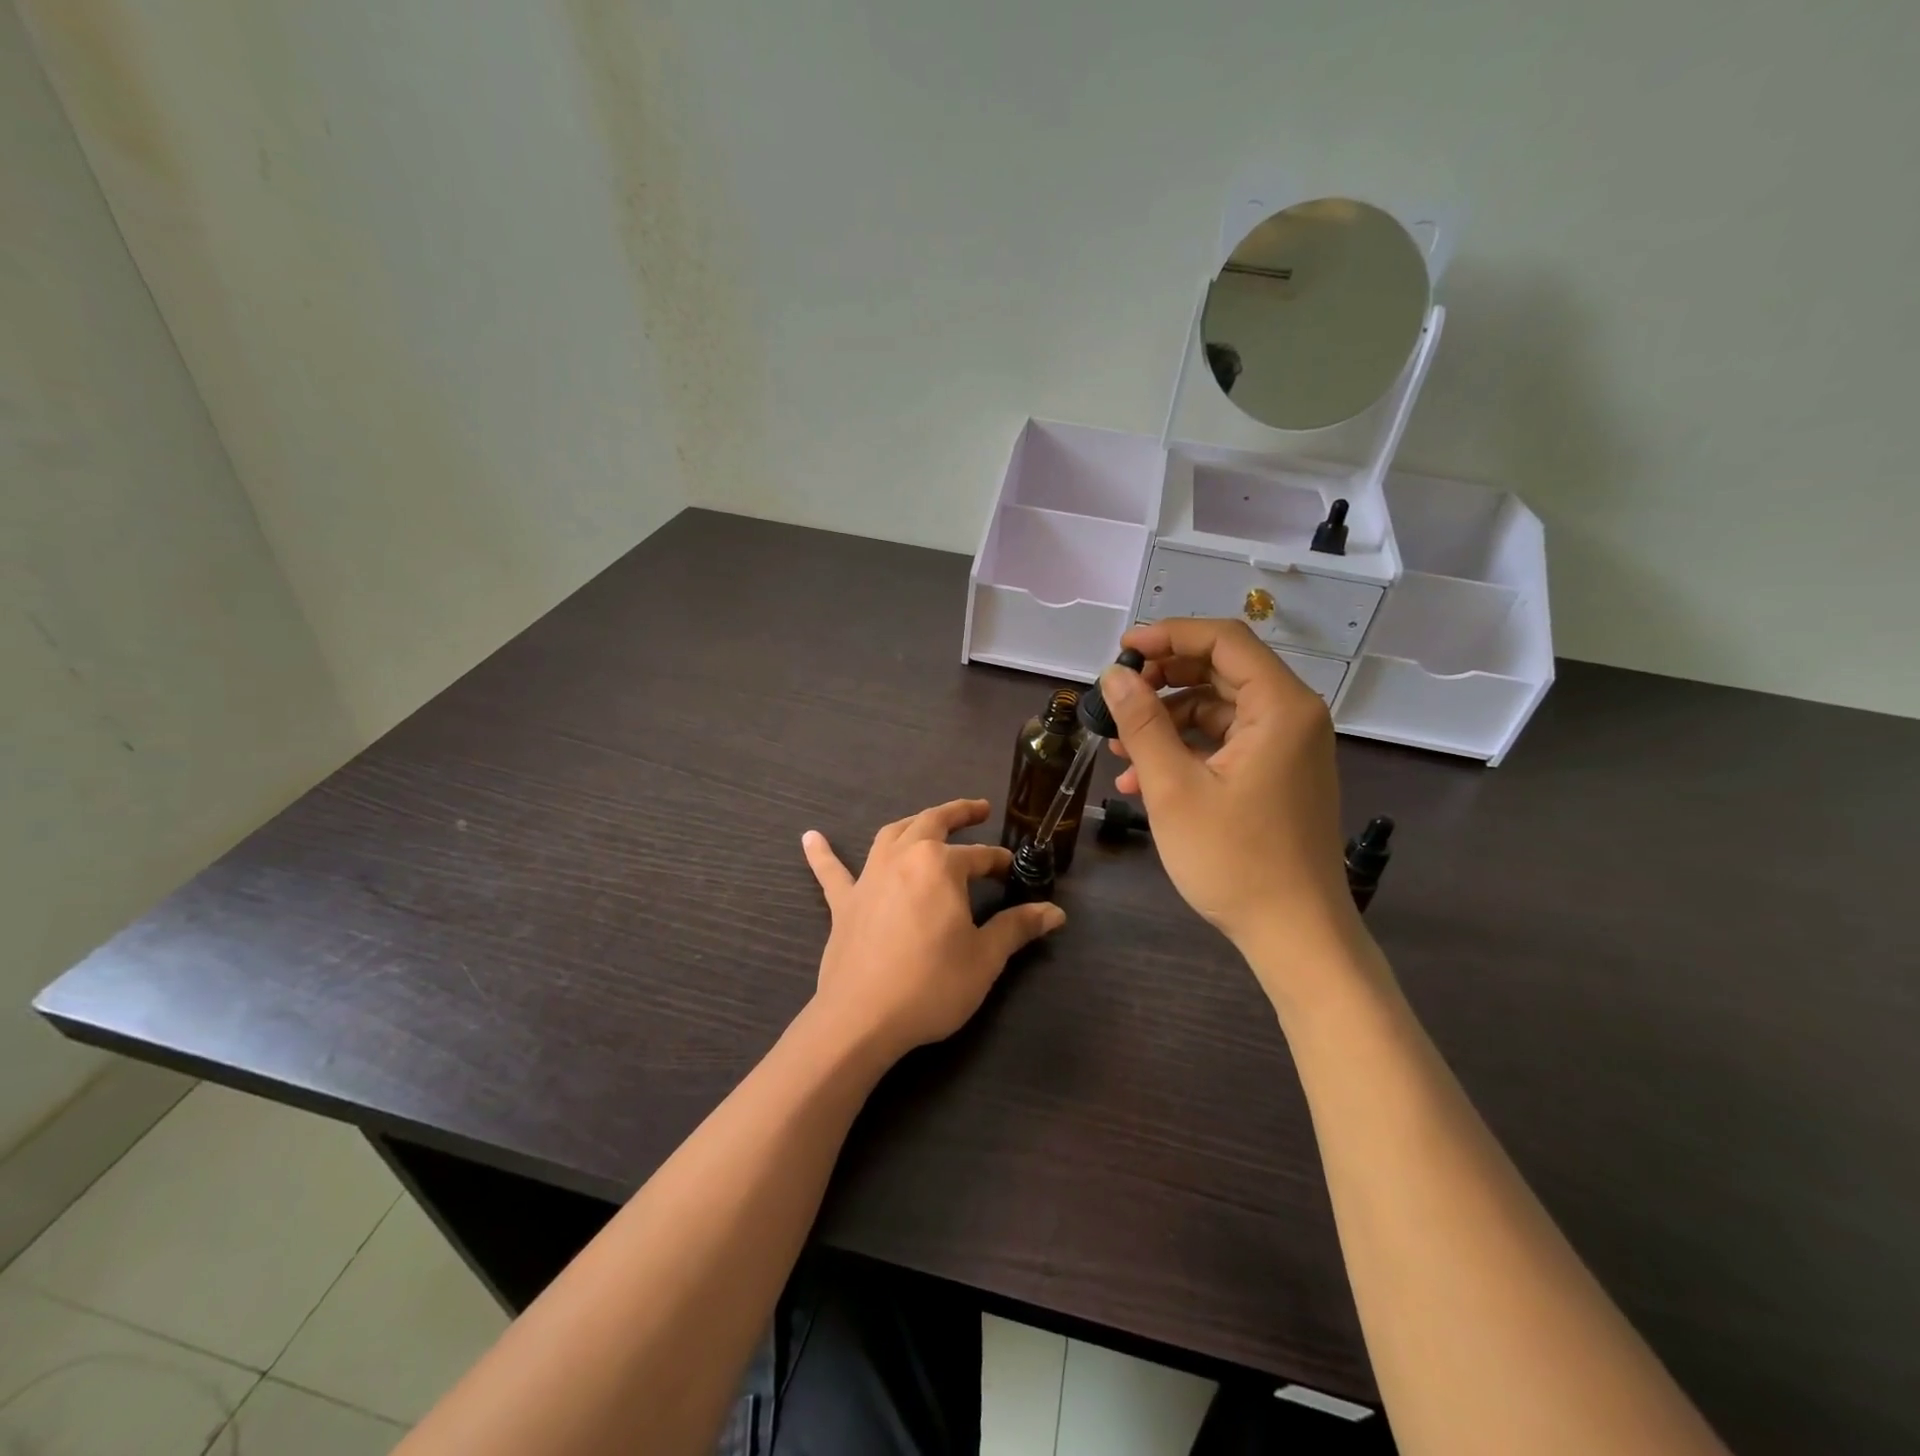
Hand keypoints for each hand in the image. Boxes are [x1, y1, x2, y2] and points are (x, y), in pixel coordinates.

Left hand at [800, 799, 1064, 1064]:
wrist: (863, 1018)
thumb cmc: (931, 984)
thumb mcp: (985, 957)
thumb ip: (1018, 927)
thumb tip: (1055, 912)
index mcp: (940, 865)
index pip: (980, 857)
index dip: (1001, 863)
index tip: (1015, 872)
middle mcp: (903, 857)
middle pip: (933, 823)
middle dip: (958, 813)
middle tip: (978, 809)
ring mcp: (869, 877)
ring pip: (890, 834)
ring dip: (912, 823)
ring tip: (926, 821)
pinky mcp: (843, 902)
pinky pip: (831, 871)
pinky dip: (822, 853)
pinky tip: (810, 837)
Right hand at [1103, 619, 1362, 993]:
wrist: (1294, 934)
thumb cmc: (1235, 859)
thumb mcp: (1174, 788)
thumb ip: (1142, 724)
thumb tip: (1114, 675)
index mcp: (1280, 707)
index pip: (1224, 640)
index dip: (1169, 635)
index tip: (1122, 651)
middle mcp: (1292, 717)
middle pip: (1222, 671)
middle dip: (1163, 680)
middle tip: (1117, 696)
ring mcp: (1287, 748)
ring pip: (1219, 709)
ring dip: (1167, 721)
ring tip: (1119, 749)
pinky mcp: (1277, 776)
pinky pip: (1227, 744)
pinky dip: (1186, 751)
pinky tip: (1142, 781)